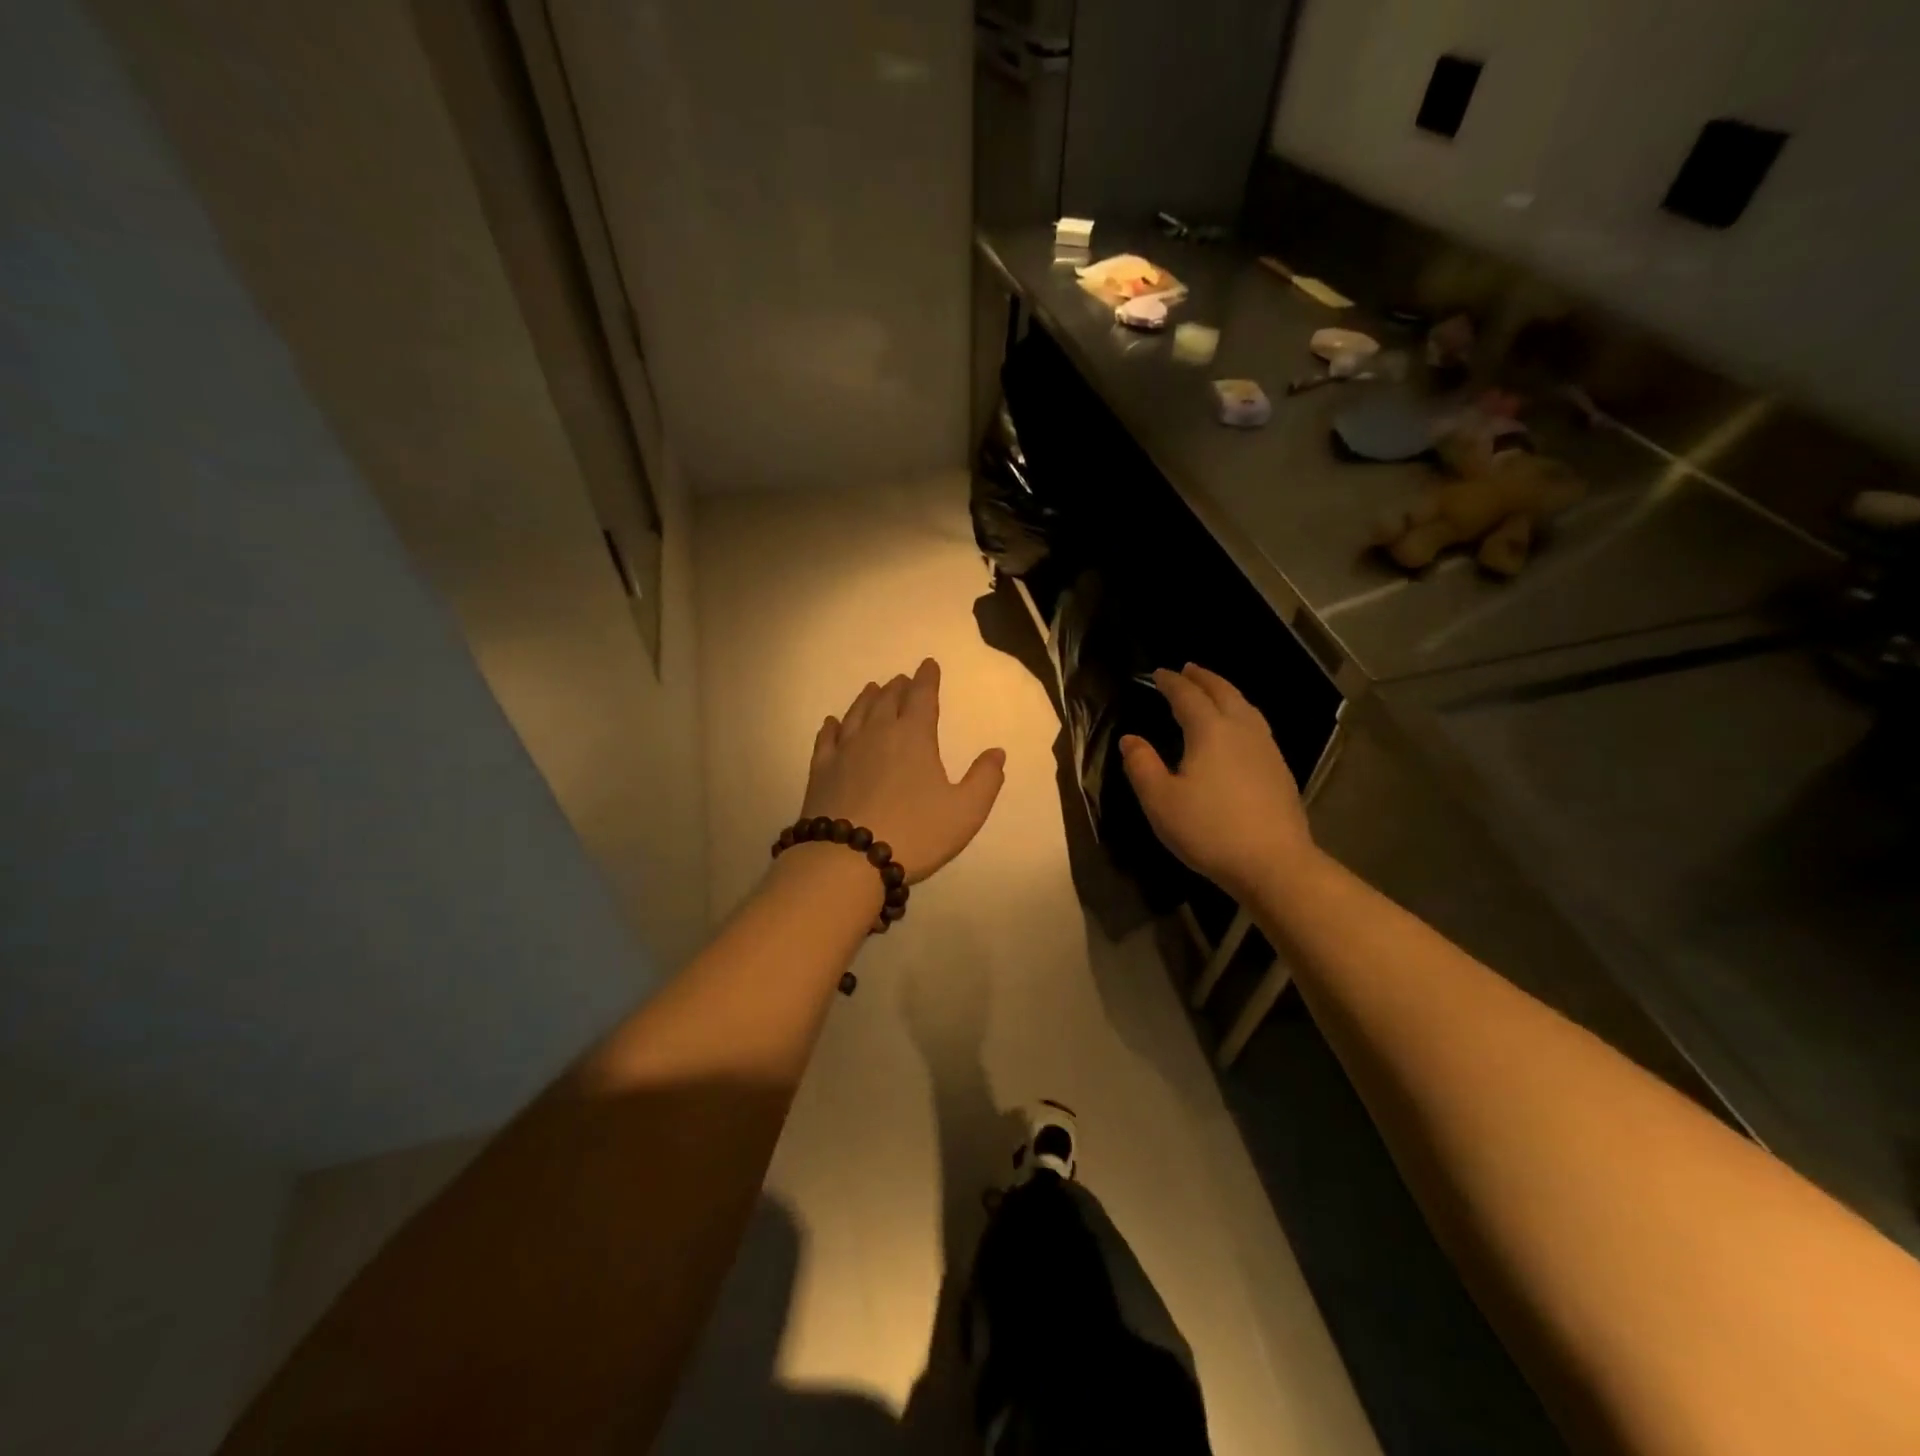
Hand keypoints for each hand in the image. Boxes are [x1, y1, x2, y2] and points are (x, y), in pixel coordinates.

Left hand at [800, 659, 1005, 883]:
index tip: (929, 664)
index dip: (927, 679)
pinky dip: (831, 727)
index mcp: (914, 737)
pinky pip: (826, 740)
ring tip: (872, 689)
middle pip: (887, 701)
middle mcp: (877, 734)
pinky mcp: (820, 772)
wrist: (847, 860)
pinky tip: (832, 723)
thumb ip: (985, 780)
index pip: (923, 698)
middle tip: (902, 679)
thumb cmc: (915, 833)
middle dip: (898, 687)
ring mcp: (844, 752)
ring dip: (867, 699)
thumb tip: (996, 752)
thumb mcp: (965, 812)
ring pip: (856, 714)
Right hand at [1119, 664, 1318, 900]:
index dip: (1171, 682)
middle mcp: (1241, 729)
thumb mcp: (1160, 801)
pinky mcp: (1279, 768)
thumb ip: (1141, 765)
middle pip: (1222, 692)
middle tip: (1188, 669)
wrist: (1274, 863)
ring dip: (1225, 691)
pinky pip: (1256, 724)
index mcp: (1209, 731)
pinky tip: (1239, 728)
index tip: (1158, 674)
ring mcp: (1265, 748)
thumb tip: (1130, 739)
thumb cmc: (1210, 830)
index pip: (1188, 696)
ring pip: (1245, 706)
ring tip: (1213, 690)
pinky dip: (1241, 711)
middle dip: (1203, 678)